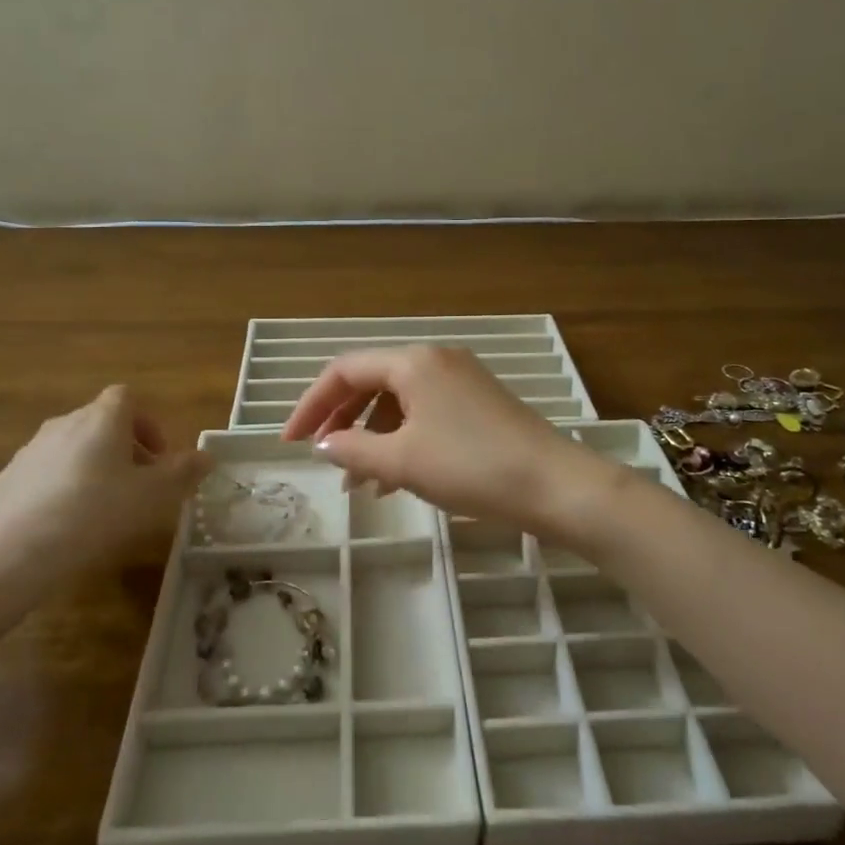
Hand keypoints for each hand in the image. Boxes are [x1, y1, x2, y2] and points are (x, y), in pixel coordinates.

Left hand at [0, 386, 210, 589]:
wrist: (18, 551)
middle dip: (123, 448)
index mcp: (102, 419)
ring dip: (91, 466)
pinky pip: (44, 473)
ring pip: (71, 447)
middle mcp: (65, 423)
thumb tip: (206, 456)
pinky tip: (66, 523)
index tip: (158, 456)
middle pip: (100, 422)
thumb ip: (183, 472)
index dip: (147, 423)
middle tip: (138, 484)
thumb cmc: (98, 512)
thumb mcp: (154, 495)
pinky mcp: (7, 479)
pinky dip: (60, 487)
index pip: (127, 398)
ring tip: (102, 507)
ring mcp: (31, 450)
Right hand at [280, 346, 617, 536]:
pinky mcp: (480, 403)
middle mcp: (435, 360)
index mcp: (413, 362)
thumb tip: (324, 445)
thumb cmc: (471, 466)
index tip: (289, 442)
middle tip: (321, 457)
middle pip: (371, 382)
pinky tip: (396, 479)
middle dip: (341, 420)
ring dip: (372, 436)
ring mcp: (461, 379)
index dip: (311, 405)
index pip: (344, 370)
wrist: (555, 484)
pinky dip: (403, 439)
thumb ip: (354, 449)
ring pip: (399, 401)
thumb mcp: (403, 461)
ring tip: (360, 484)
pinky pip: (425, 413)